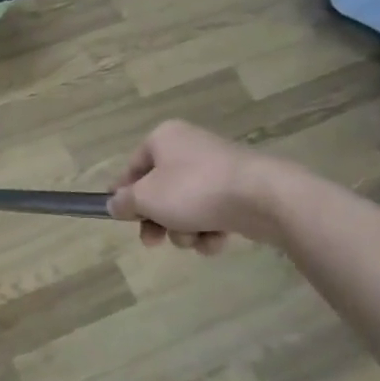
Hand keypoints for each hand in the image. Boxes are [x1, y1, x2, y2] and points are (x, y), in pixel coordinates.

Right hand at [108, 120, 288, 252]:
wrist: (264, 198)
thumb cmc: (194, 189)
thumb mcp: (145, 198)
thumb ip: (124, 202)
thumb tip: (114, 204)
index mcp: (163, 139)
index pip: (133, 167)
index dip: (123, 194)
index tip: (119, 217)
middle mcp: (190, 147)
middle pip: (160, 190)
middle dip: (157, 220)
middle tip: (152, 241)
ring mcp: (218, 169)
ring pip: (186, 205)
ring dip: (184, 229)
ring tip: (194, 239)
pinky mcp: (241, 190)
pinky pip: (213, 212)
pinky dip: (210, 229)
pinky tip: (216, 240)